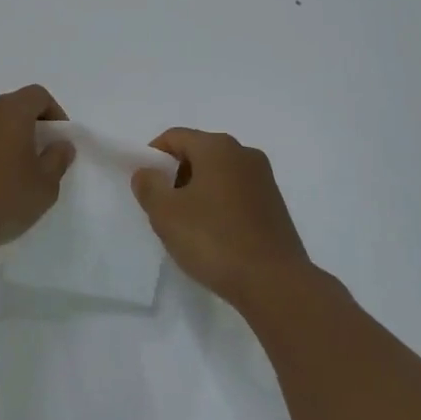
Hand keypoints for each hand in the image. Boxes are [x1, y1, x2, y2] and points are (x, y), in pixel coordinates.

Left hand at [0, 86, 75, 253]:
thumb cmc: (2, 198)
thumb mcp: (44, 186)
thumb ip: (57, 160)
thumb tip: (61, 144)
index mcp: (11, 111)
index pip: (38, 95)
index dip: (54, 113)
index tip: (59, 141)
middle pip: (13, 107)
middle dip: (30, 127)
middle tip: (40, 157)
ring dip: (6, 140)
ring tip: (14, 174)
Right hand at [131, 129, 311, 306]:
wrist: (274, 282)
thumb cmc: (214, 240)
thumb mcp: (166, 214)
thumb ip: (148, 186)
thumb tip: (147, 172)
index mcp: (217, 146)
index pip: (175, 137)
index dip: (153, 156)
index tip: (145, 186)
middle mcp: (244, 153)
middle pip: (198, 152)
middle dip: (176, 175)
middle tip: (164, 209)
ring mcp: (264, 179)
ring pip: (218, 174)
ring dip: (198, 192)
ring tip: (189, 227)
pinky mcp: (275, 204)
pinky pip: (237, 193)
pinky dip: (220, 205)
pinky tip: (215, 236)